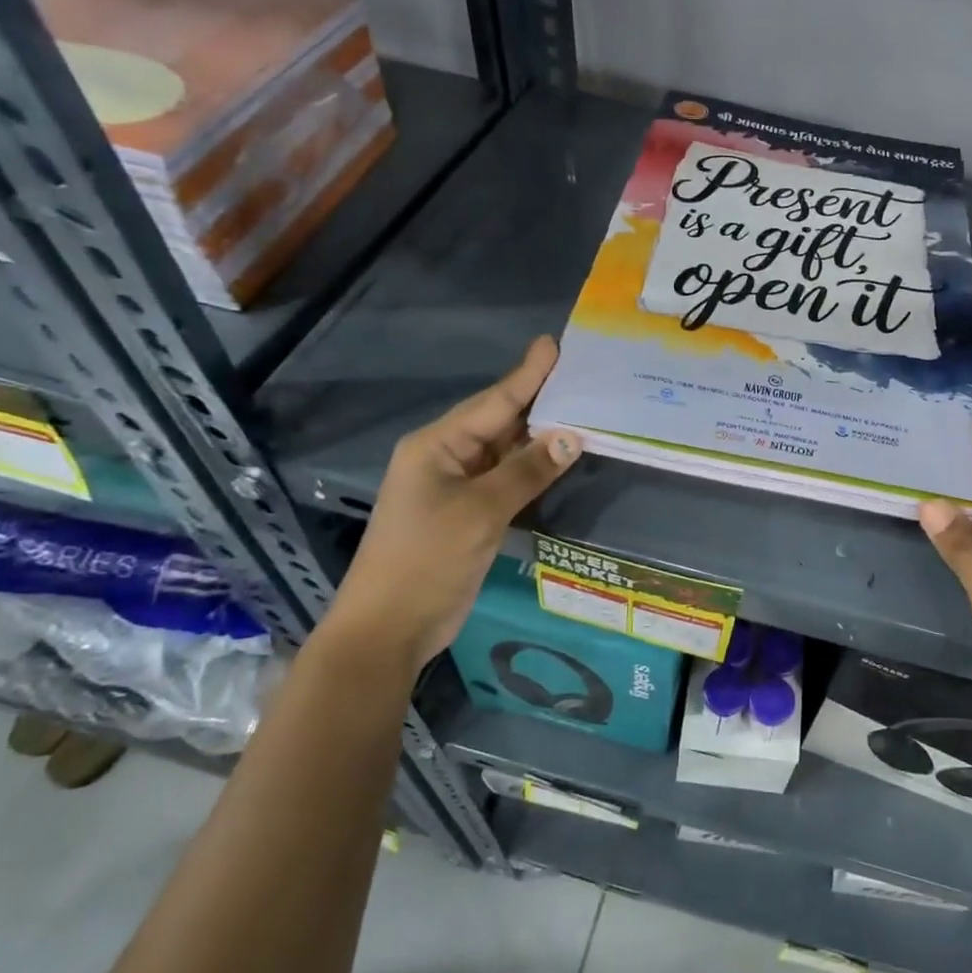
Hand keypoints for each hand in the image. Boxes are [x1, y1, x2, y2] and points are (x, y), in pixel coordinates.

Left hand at [320, 337, 581, 675]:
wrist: (389, 628)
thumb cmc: (427, 560)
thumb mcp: (480, 512)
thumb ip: (527, 470)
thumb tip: (573, 435)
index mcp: (437, 445)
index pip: (493, 401)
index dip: (527, 374)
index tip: (554, 344)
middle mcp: (446, 457)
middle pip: (500, 421)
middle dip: (539, 399)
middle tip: (582, 375)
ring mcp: (456, 487)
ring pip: (505, 450)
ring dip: (539, 435)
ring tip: (582, 409)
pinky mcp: (468, 514)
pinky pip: (506, 478)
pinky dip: (533, 468)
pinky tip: (560, 457)